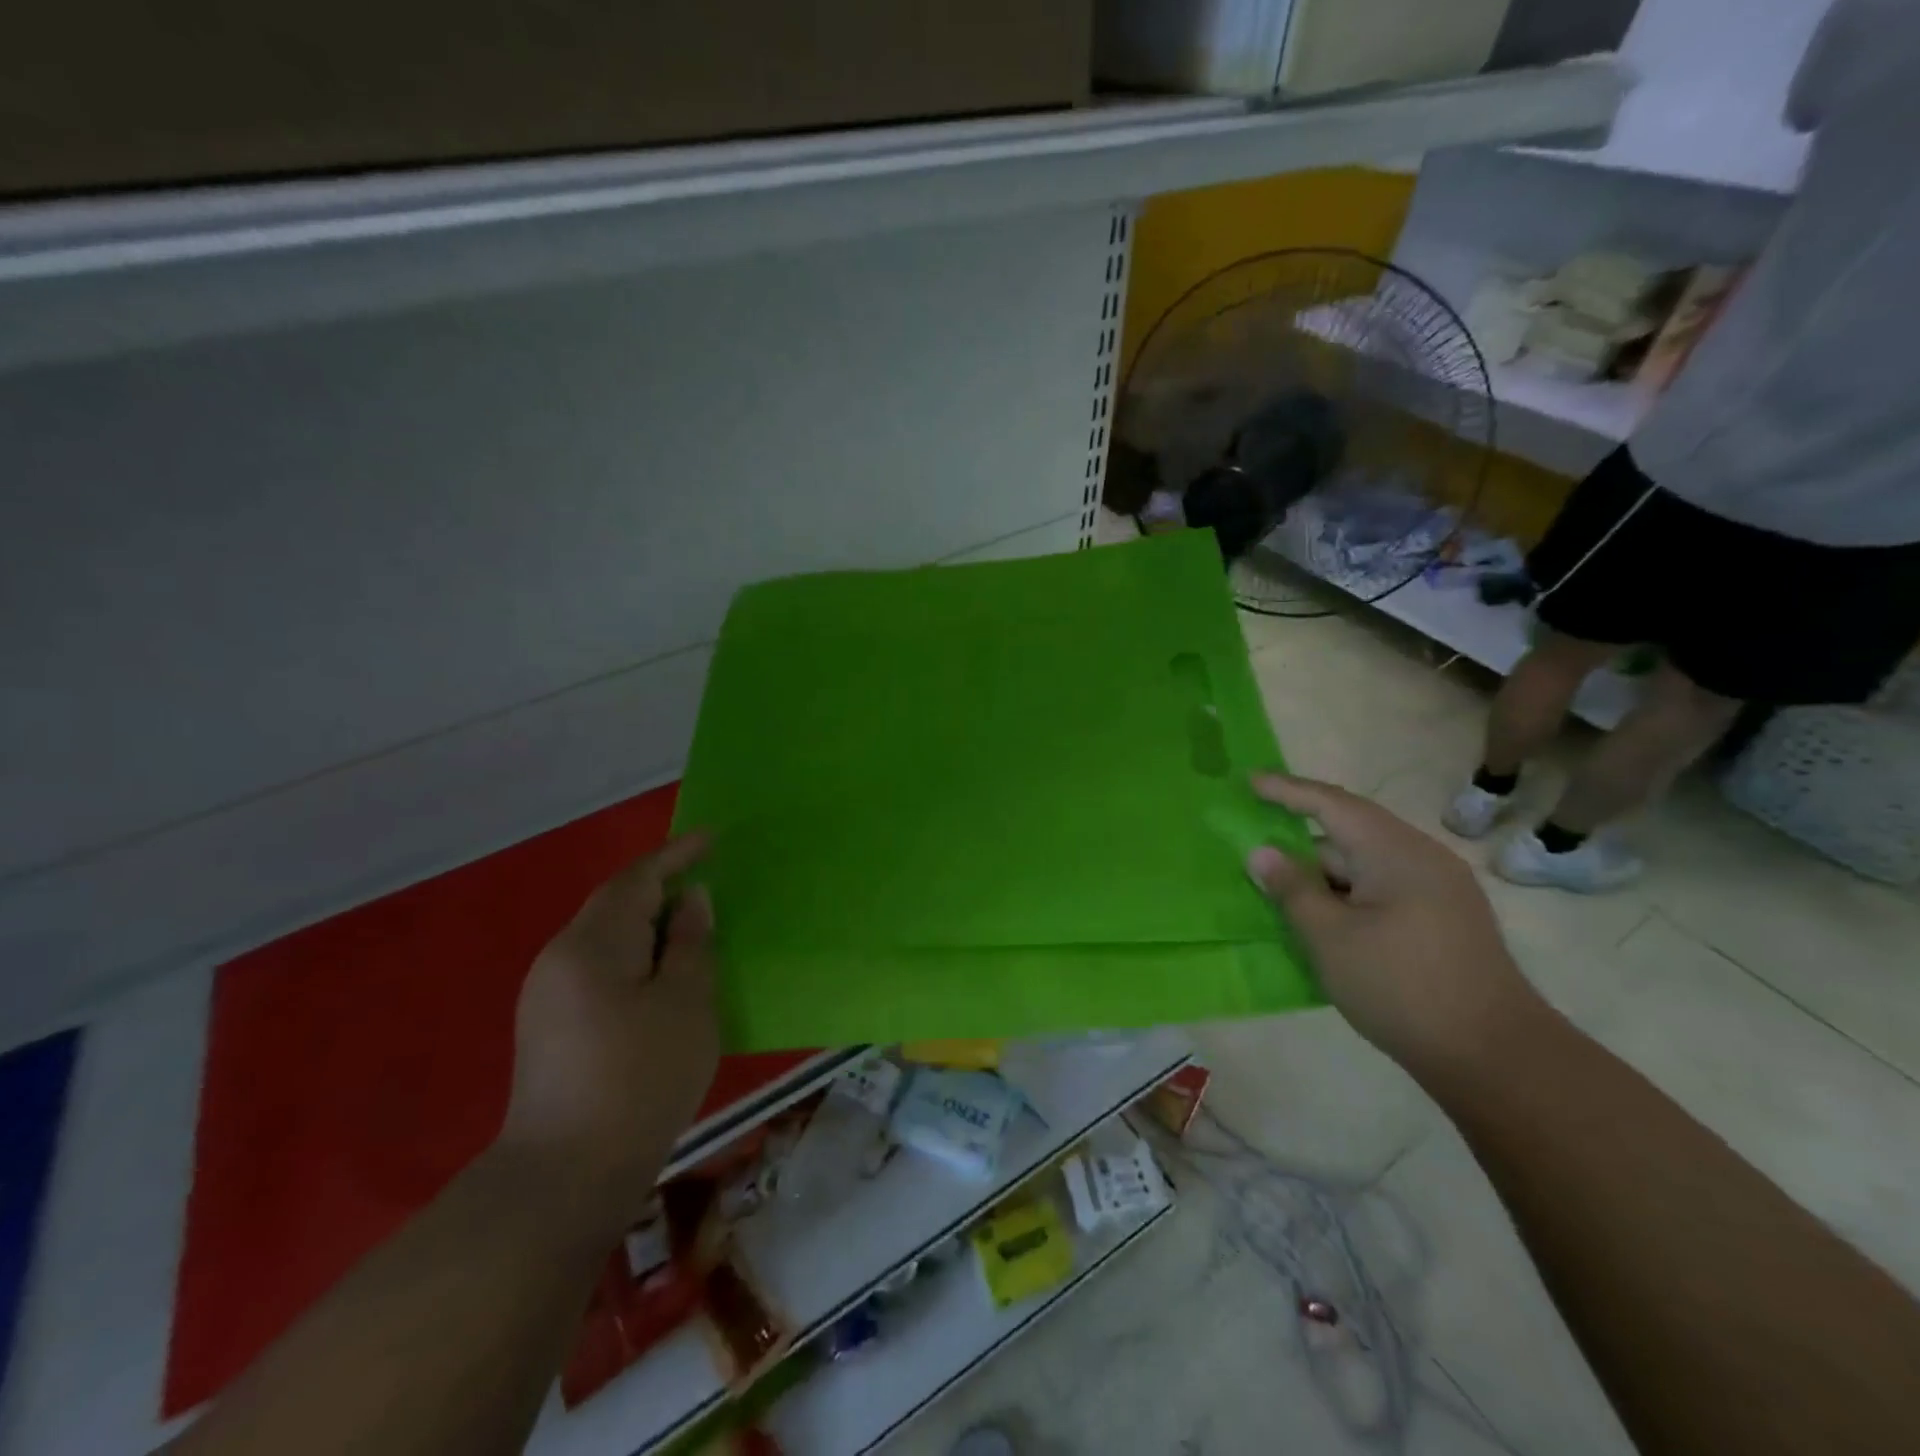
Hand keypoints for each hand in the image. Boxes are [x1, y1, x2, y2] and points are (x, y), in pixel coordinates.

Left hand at [499, 833, 720, 1225]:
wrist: (565, 1178)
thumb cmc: (640, 1078)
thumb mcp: (686, 1002)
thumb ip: (690, 942)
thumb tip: (690, 900)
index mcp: (592, 944)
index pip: (636, 880)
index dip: (675, 855)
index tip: (711, 839)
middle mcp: (559, 959)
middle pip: (615, 906)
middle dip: (661, 890)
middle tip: (707, 887)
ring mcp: (547, 996)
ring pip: (606, 939)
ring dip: (648, 926)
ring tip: (691, 931)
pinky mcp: (549, 1028)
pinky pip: (598, 969)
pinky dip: (634, 958)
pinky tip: (660, 979)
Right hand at [1244, 774, 1546, 1083]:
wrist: (1496, 1058)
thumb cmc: (1401, 986)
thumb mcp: (1330, 937)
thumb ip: (1292, 889)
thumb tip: (1262, 853)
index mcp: (1396, 852)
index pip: (1332, 804)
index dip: (1287, 790)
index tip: (1249, 782)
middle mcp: (1422, 859)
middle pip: (1350, 833)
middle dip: (1301, 841)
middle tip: (1256, 849)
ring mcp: (1439, 891)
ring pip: (1366, 866)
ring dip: (1323, 874)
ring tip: (1280, 892)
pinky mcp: (1444, 921)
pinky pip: (1382, 890)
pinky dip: (1346, 895)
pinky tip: (1323, 920)